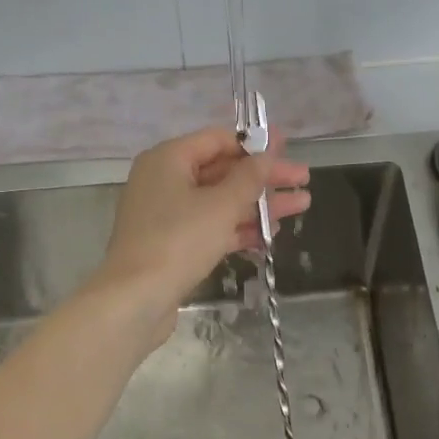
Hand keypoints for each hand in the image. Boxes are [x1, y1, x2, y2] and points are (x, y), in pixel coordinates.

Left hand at [92, 124, 309, 342]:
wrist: (135, 299)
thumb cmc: (178, 241)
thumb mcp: (221, 205)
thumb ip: (249, 178)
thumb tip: (267, 155)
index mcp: (168, 159)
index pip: (218, 140)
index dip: (255, 143)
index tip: (288, 147)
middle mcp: (164, 180)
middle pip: (222, 170)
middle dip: (264, 177)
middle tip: (303, 179)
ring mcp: (167, 214)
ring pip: (220, 201)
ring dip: (259, 204)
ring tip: (301, 206)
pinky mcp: (172, 244)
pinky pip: (211, 226)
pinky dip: (238, 228)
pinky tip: (271, 234)